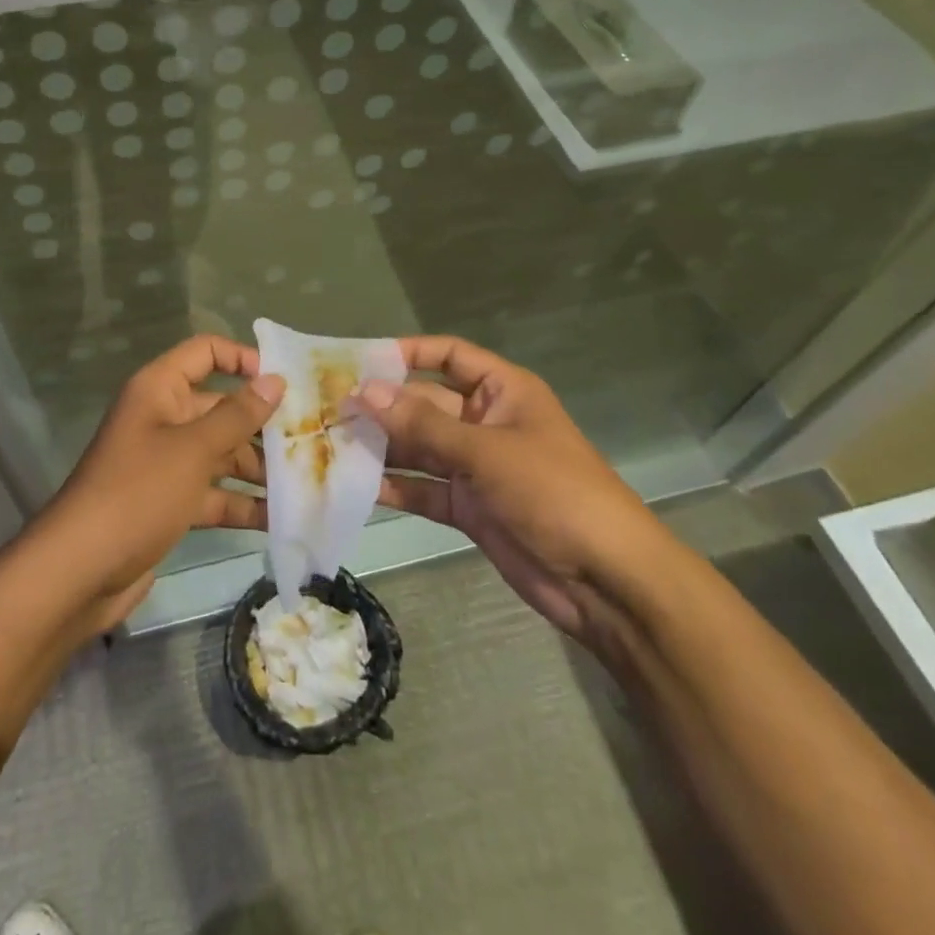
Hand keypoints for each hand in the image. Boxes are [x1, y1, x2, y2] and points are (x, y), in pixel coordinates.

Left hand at [38, 335, 281, 631]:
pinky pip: (213, 493)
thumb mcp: (193, 449)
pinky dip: (241, 503)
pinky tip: (279, 518)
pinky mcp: (169, 503)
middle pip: (220, 408)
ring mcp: (166, 464)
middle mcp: (162, 419)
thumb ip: (238, 415)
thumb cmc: (138, 493)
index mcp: (159, 390)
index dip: (243, 359)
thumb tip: (275, 380)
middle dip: (262, 424)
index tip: (284, 381)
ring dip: (257, 468)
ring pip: (220, 454)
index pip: (205, 353)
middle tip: (310, 439)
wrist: (80, 572)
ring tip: (304, 481)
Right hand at [360, 336, 669, 646]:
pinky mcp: (468, 507)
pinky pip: (424, 489)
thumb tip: (365, 391)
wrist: (606, 580)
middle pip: (425, 403)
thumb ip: (423, 424)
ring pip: (419, 447)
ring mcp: (476, 466)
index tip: (359, 360)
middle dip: (382, 406)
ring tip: (329, 445)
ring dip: (382, 447)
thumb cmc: (554, 493)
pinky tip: (355, 488)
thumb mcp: (487, 452)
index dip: (407, 353)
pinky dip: (395, 488)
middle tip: (327, 408)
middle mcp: (485, 422)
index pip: (449, 355)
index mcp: (503, 391)